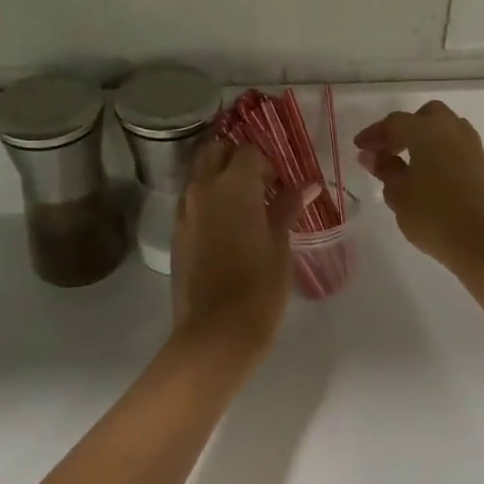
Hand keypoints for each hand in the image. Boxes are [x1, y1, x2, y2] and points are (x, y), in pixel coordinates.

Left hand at [170, 140, 305, 356]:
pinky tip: (227, 226)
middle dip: (235, 158)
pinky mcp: (176, 233)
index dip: (266, 162)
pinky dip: (207, 199)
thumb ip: (288, 208)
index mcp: (234, 185)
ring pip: (198, 174)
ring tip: (244, 205)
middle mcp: (203, 189)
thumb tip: (307, 186)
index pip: (247, 150)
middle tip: (258, 183)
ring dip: (218, 177)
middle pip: (214, 151)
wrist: (215, 333)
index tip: (280, 183)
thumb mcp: (280, 245)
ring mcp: (185, 211)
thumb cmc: (259, 287)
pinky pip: (191, 200)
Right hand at [354, 102, 483, 278]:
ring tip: (410, 162)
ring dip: (427, 138)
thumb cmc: (434, 217)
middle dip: (405, 128)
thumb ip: (385, 169)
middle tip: (388, 150)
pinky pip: (459, 147)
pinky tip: (434, 175)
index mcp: (428, 131)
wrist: (483, 244)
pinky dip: (443, 152)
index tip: (359, 147)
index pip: (395, 122)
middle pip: (426, 116)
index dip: (374, 133)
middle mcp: (453, 130)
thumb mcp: (399, 195)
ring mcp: (473, 147)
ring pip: (447, 128)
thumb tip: (373, 155)